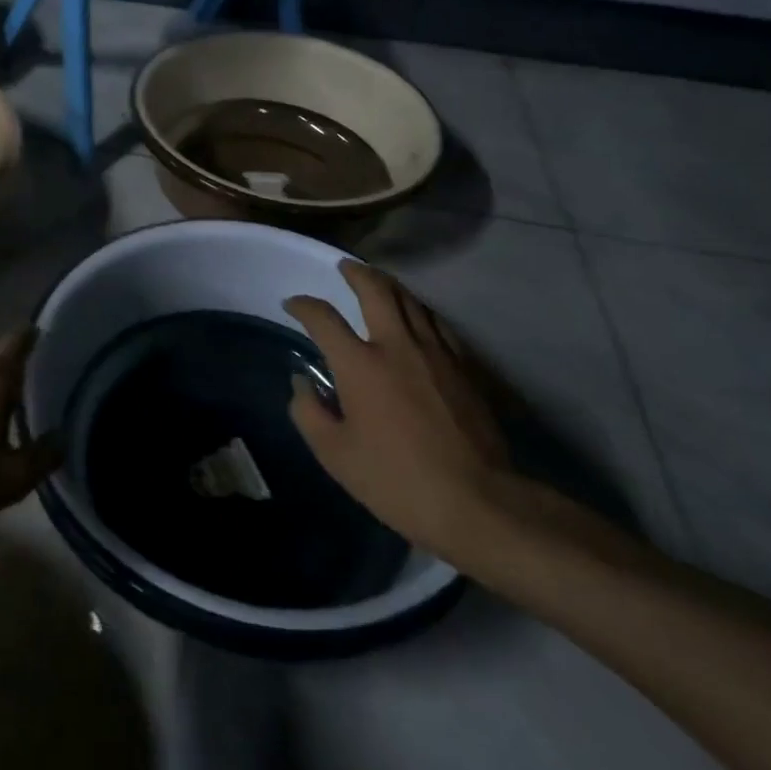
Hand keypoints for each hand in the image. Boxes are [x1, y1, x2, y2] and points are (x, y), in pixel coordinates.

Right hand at [283, 260, 513, 562]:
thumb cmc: (396, 480)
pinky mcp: (464, 367)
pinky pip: (438, 323)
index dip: (304, 306)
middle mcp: (397, 345)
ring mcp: (436, 353)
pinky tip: (417, 317)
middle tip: (344, 267)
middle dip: (355, 273)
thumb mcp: (335, 455)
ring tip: (378, 284)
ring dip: (389, 286)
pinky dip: (419, 311)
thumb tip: (302, 382)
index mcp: (360, 364)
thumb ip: (309, 412)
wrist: (478, 502)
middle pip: (376, 290)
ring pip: (411, 301)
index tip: (292, 304)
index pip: (323, 318)